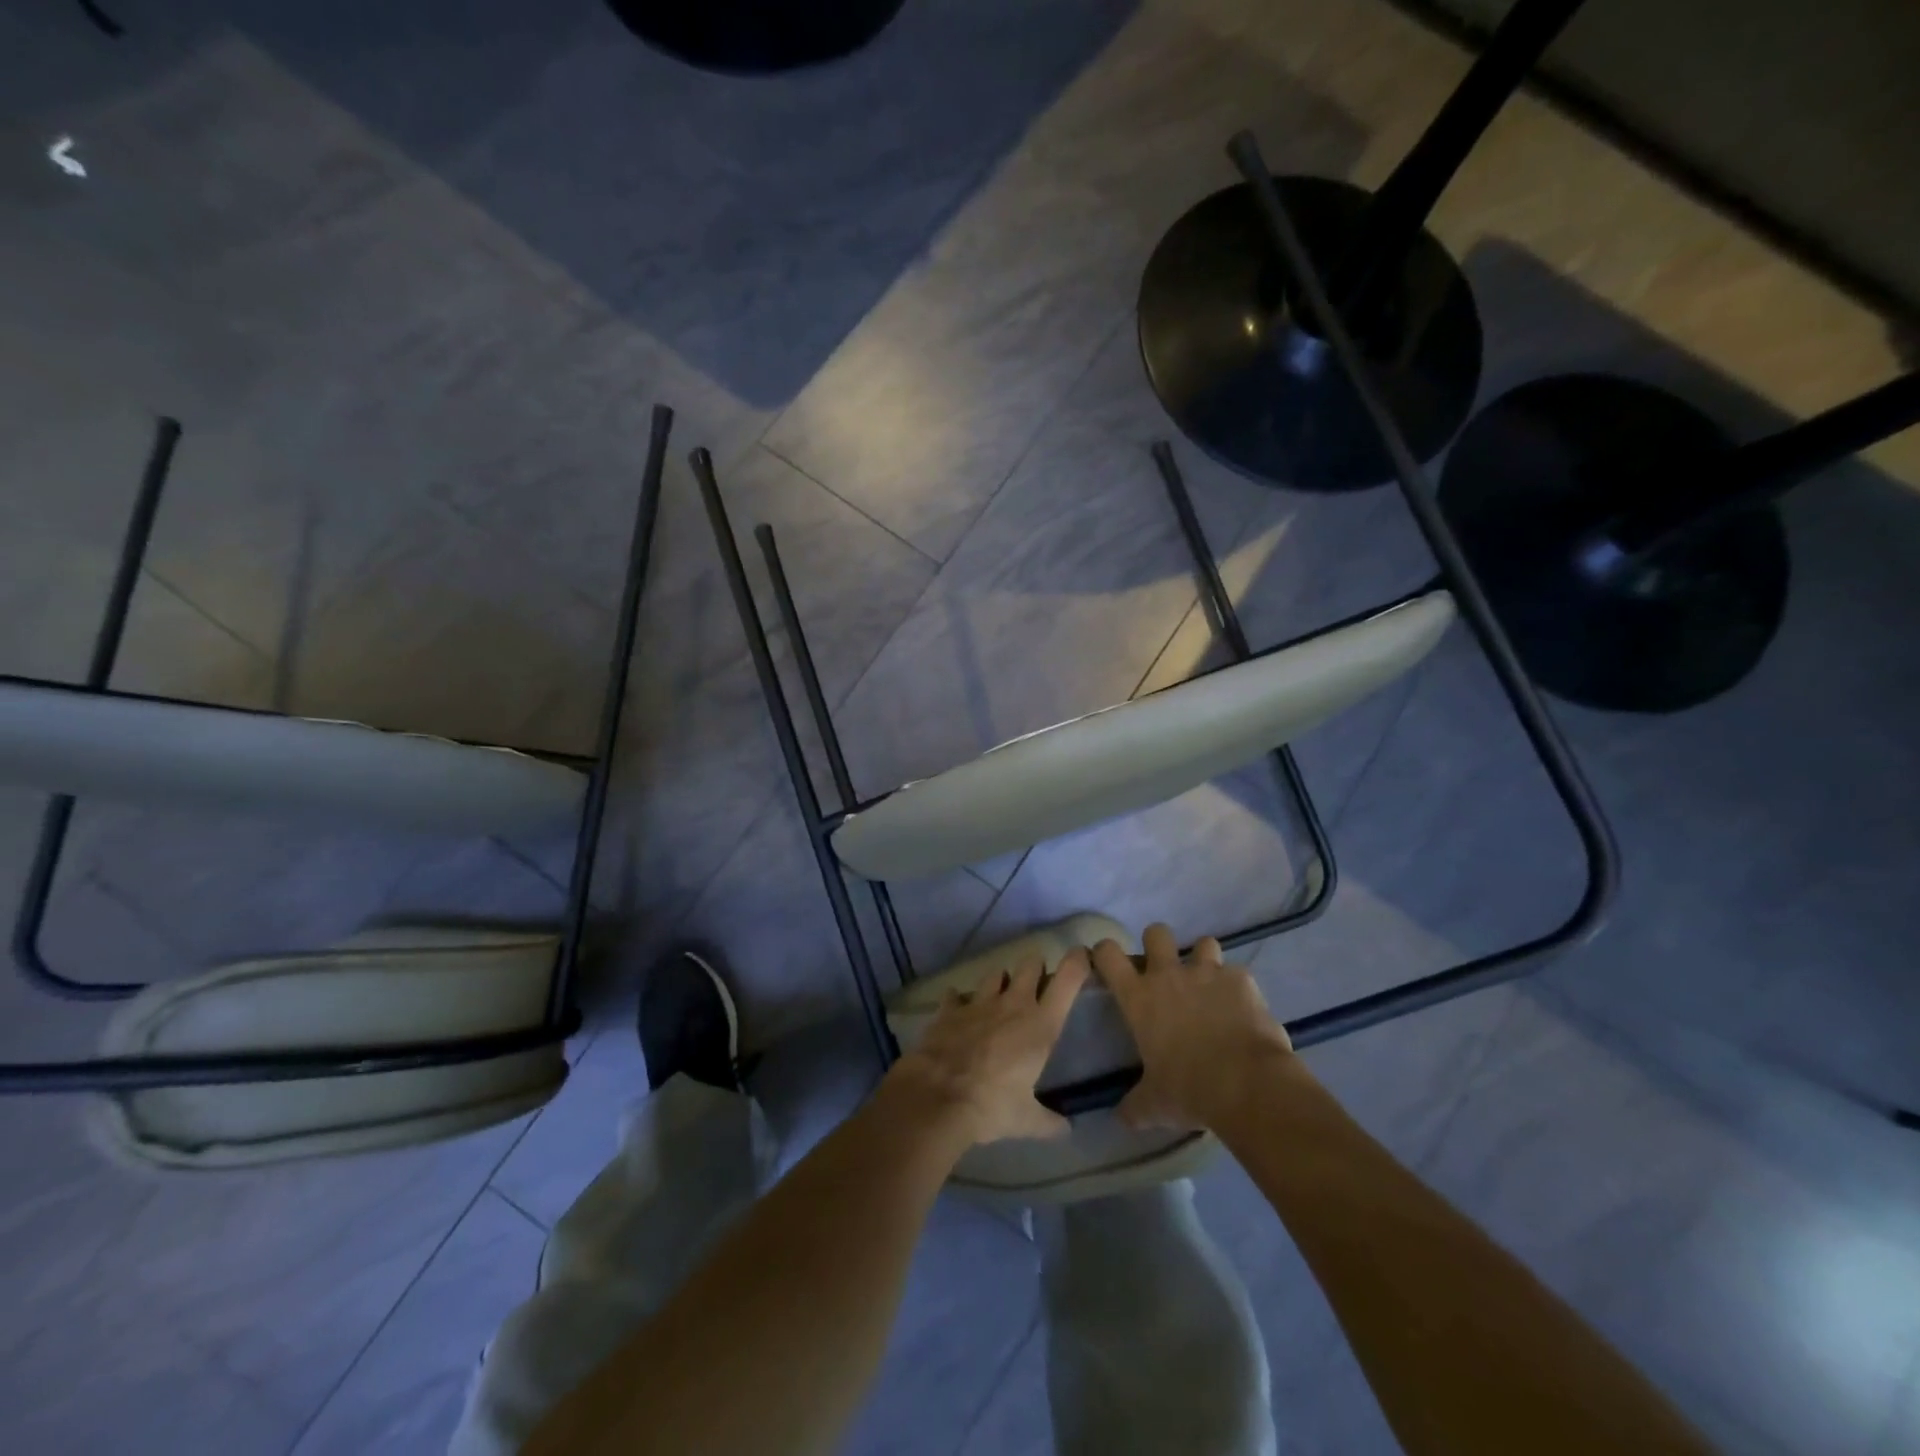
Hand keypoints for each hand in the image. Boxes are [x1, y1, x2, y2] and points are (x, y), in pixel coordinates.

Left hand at [886, 950, 1088, 1144]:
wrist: (937, 1097)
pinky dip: (959, 1000)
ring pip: (995, 974)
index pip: (1067, 981)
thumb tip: (1066, 1129)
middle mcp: (1013, 1004)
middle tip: (1035, 982)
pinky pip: (956, 995)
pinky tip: (957, 1009)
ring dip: (999, 982)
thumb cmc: (992, 1106)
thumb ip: (1049, 1122)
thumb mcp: (1026, 1121)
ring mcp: (979, 1002)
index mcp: (1040, 1026)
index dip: (1077, 962)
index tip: (1081, 955)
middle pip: (1030, 965)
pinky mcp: (950, 1008)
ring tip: (998, 996)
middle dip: (1035, 968)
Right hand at [1092, 924, 1295, 1130]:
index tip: (1109, 963)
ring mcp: (1208, 972)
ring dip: (1204, 961)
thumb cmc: (1189, 1091)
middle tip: (1166, 971)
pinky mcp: (1242, 980)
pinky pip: (1237, 974)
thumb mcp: (1154, 1105)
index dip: (1106, 952)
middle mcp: (1169, 975)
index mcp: (1139, 998)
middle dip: (1159, 945)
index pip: (1108, 955)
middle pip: (1156, 932)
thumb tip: (1121, 1118)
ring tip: (1211, 987)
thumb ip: (1135, 1106)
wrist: (1247, 1085)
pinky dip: (1238, 988)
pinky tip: (1243, 1011)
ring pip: (1203, 943)